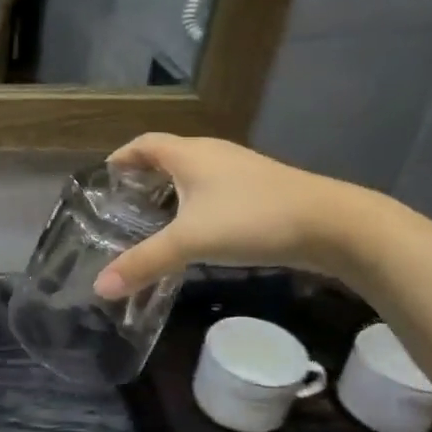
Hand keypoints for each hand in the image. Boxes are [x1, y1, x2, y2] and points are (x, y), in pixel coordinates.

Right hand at [92, 134, 370, 299]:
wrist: (331, 223)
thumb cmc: (251, 219)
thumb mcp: (190, 242)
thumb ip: (144, 263)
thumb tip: (99, 288)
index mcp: (189, 154)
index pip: (144, 144)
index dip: (122, 157)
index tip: (105, 177)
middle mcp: (212, 154)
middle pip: (167, 156)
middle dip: (143, 176)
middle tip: (123, 205)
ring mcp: (240, 170)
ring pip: (194, 174)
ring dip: (170, 190)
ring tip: (153, 220)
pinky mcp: (260, 189)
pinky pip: (215, 189)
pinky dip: (196, 203)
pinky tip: (197, 230)